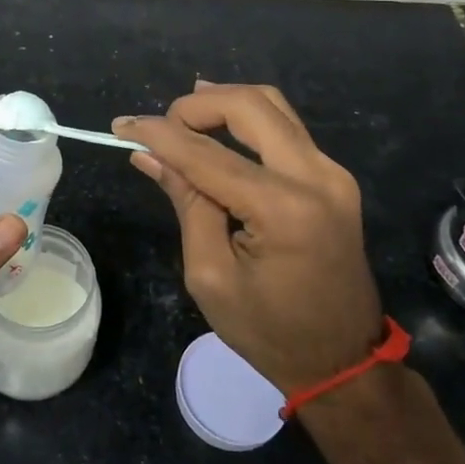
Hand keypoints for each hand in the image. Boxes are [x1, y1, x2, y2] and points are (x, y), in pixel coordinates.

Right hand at [113, 83, 385, 395]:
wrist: (342, 361)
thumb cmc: (269, 331)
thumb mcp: (211, 275)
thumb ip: (186, 203)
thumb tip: (149, 155)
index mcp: (283, 209)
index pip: (208, 154)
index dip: (160, 134)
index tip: (121, 125)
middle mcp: (316, 176)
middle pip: (251, 105)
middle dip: (197, 105)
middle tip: (160, 125)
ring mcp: (332, 172)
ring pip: (273, 106)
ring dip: (224, 102)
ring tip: (183, 117)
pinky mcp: (334, 177)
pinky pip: (286, 128)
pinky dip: (248, 119)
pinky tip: (219, 128)